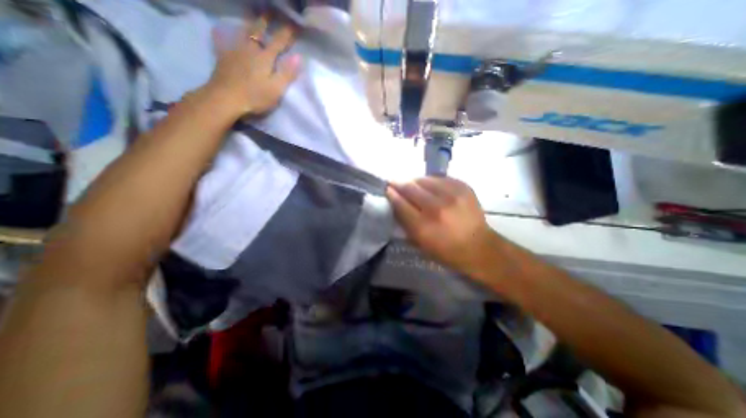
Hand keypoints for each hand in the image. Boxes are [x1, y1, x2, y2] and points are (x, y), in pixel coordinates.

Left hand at [205, 16, 300, 117]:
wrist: (225, 98)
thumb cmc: (255, 96)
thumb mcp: (276, 89)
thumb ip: (287, 73)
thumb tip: (298, 57)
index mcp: (265, 58)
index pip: (279, 42)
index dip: (287, 33)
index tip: (295, 24)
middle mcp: (250, 49)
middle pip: (259, 31)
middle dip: (266, 21)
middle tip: (271, 11)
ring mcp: (235, 51)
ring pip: (243, 32)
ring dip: (249, 23)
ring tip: (253, 16)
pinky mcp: (223, 57)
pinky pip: (222, 40)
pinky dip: (222, 34)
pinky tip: (219, 30)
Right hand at [384, 176, 492, 276]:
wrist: (479, 247)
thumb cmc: (446, 251)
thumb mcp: (420, 243)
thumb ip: (406, 223)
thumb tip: (396, 202)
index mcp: (424, 227)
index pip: (401, 204)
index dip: (392, 194)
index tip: (387, 189)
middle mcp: (437, 208)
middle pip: (411, 188)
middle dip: (399, 183)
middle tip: (394, 182)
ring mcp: (452, 195)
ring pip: (425, 179)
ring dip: (415, 181)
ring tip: (412, 183)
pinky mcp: (463, 188)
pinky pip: (440, 178)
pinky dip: (432, 181)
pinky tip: (430, 186)